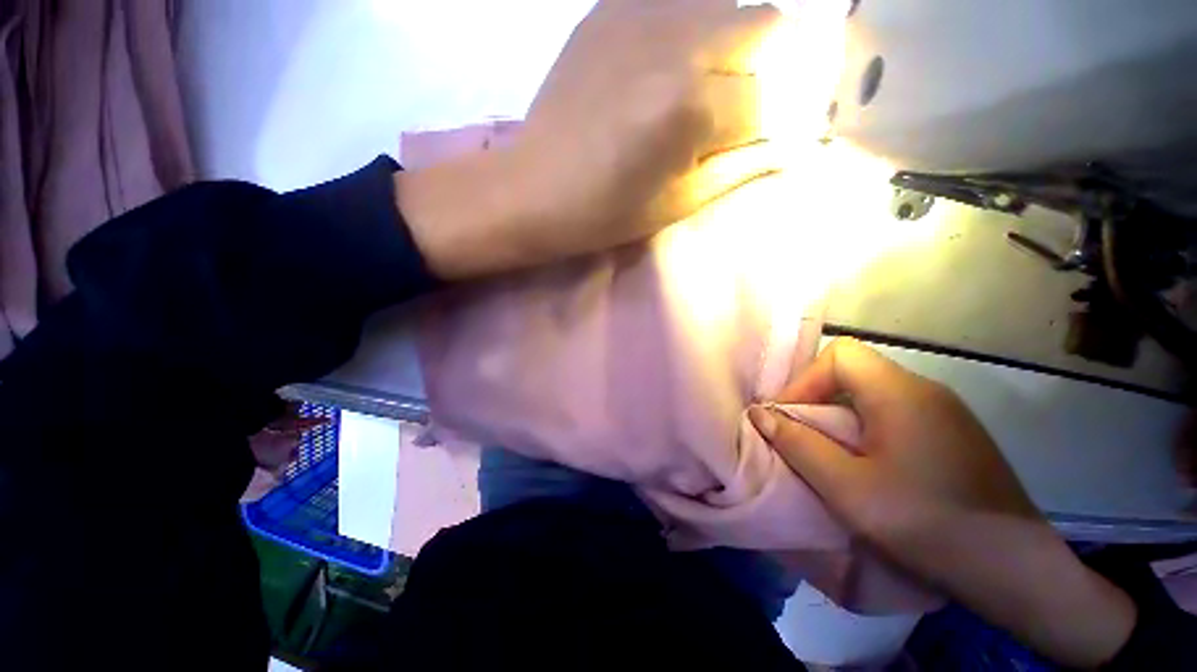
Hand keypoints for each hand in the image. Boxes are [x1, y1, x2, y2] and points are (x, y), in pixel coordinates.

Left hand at [398, 0, 782, 278]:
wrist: (533, 189)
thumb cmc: (604, 212)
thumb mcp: (677, 204)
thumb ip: (740, 169)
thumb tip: (791, 145)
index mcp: (692, 106)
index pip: (767, 98)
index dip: (768, 123)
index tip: (753, 140)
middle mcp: (678, 40)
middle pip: (765, 25)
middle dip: (765, 67)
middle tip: (732, 108)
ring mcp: (640, 12)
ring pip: (724, 7)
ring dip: (730, 45)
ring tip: (695, 90)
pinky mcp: (610, 8)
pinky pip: (677, 3)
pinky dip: (688, 31)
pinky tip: (660, 69)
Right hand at [750, 338, 1038, 545]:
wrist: (1015, 571)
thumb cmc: (926, 524)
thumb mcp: (847, 487)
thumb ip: (797, 444)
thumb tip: (760, 414)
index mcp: (901, 393)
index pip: (840, 354)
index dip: (806, 379)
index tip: (790, 417)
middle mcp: (925, 390)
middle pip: (855, 371)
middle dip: (818, 398)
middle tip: (802, 435)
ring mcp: (946, 412)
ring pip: (874, 393)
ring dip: (841, 415)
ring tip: (829, 451)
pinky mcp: (955, 435)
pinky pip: (897, 414)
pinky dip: (868, 429)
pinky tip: (870, 464)